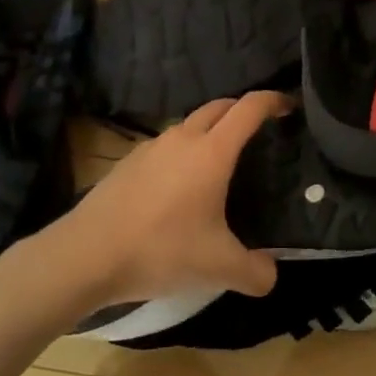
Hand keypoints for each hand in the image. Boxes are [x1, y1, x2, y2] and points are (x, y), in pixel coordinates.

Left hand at [47, 92, 283, 309]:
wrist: (86, 254)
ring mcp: (151, 147)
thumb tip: (272, 274)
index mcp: (212, 152)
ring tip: (220, 162)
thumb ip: (256, 272)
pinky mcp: (128, 162)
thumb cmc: (160, 250)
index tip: (289, 107)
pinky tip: (179, 187)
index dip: (273, 101)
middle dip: (242, 110)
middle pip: (219, 107)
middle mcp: (183, 138)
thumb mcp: (218, 268)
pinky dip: (183, 152)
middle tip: (260, 132)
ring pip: (189, 125)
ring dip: (210, 132)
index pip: (249, 108)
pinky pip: (166, 146)